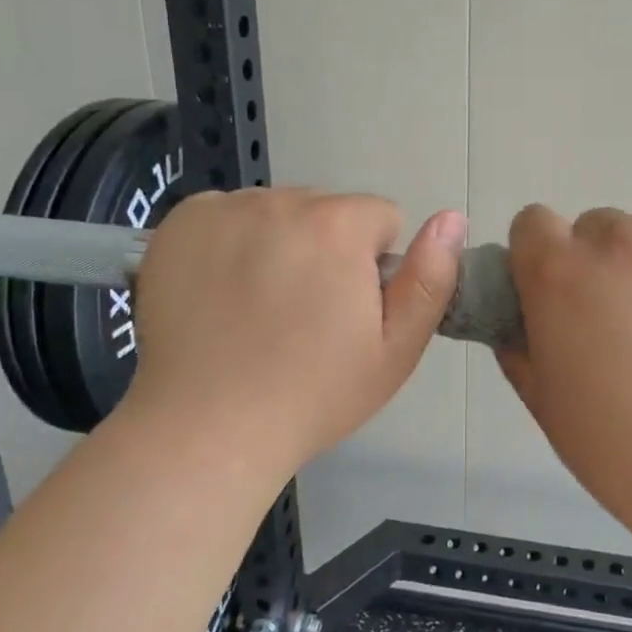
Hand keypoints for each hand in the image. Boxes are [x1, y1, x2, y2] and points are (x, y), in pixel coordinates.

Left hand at [119, 188, 465, 488]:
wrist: (207, 429)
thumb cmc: (312, 395)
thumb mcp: (396, 350)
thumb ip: (430, 279)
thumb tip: (451, 217)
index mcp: (338, 225)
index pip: (380, 217)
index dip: (373, 264)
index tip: (350, 310)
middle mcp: (280, 201)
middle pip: (326, 210)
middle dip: (327, 249)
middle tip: (305, 315)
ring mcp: (224, 210)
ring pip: (277, 212)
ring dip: (280, 242)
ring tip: (260, 308)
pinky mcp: (180, 224)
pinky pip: (227, 215)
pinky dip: (231, 241)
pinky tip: (222, 290)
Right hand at [498, 206, 631, 553]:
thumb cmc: (626, 452)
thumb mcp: (547, 406)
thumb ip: (520, 348)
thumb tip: (520, 319)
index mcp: (560, 274)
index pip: (533, 223)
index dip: (542, 255)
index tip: (562, 292)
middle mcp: (620, 239)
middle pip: (599, 227)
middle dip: (605, 265)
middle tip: (631, 322)